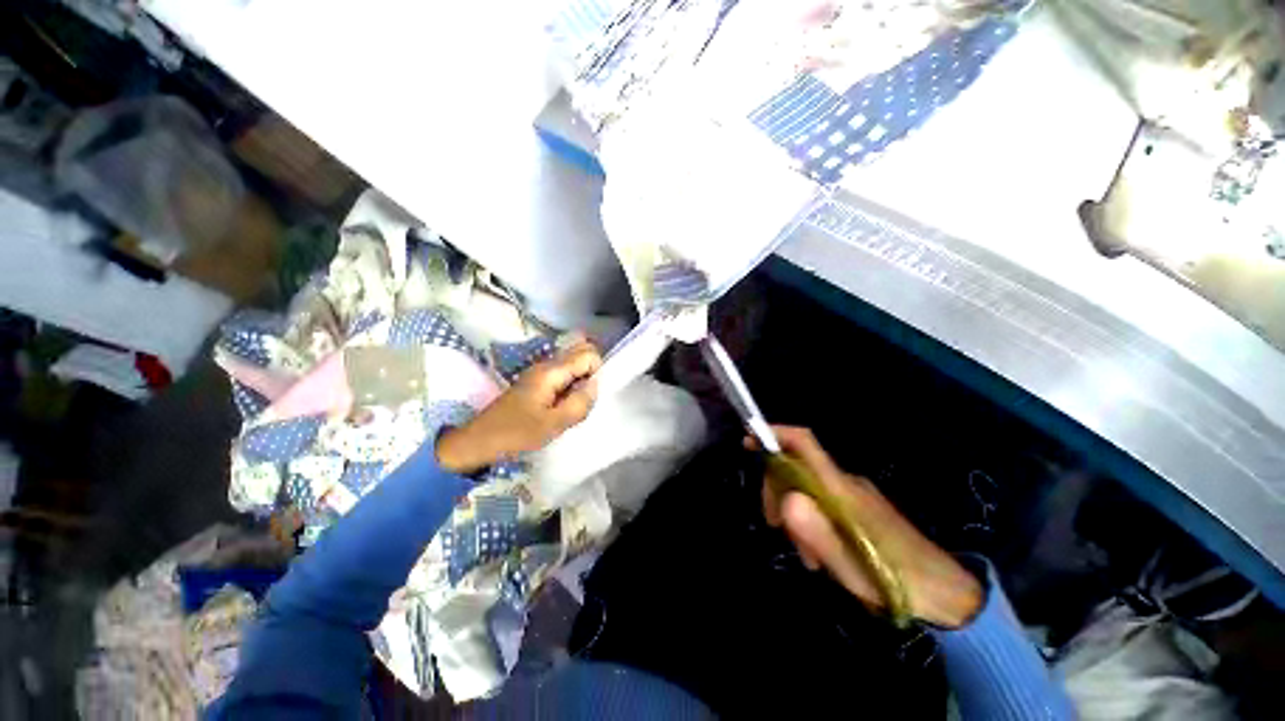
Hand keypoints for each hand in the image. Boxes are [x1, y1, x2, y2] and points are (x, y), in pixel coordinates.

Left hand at [436, 341, 601, 473]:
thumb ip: (580, 403)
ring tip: (572, 405)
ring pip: (573, 364)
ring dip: (581, 381)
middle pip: (581, 353)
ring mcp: (540, 372)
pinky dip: (570, 386)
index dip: (597, 372)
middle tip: (583, 400)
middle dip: (591, 373)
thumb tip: (596, 385)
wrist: (478, 442)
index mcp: (551, 371)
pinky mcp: (536, 382)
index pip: (589, 354)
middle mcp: (546, 364)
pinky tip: (562, 406)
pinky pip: (563, 375)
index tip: (588, 396)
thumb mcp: (553, 424)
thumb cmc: (516, 434)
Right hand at [754, 426, 983, 627]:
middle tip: (777, 528)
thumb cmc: (896, 580)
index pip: (804, 444)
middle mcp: (845, 483)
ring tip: (808, 556)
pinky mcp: (858, 507)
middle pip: (797, 467)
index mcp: (841, 489)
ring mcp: (853, 494)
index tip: (750, 438)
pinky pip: (821, 501)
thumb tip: (786, 500)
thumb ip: (817, 532)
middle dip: (778, 491)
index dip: (775, 433)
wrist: (945, 593)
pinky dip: (810, 519)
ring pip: (807, 487)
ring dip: (795, 513)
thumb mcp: (850, 565)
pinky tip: (820, 552)